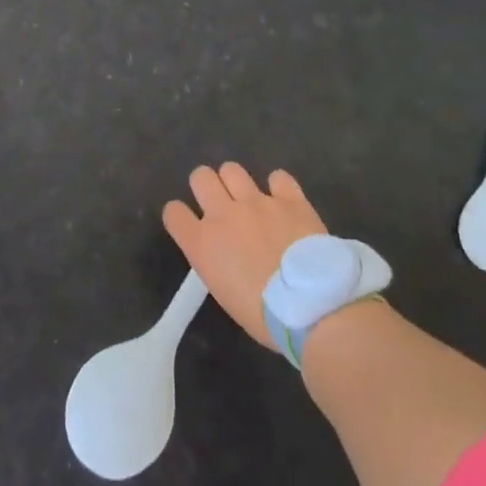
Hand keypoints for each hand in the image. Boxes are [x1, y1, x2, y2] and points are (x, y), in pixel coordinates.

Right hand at [163, 163, 325, 349]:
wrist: (312, 308)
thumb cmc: (264, 315)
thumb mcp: (224, 291)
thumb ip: (216, 261)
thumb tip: (225, 251)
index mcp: (202, 243)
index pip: (173, 212)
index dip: (180, 215)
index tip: (190, 224)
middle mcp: (223, 214)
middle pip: (200, 177)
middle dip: (207, 186)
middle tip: (221, 204)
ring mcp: (257, 202)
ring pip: (232, 169)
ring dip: (237, 183)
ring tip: (250, 200)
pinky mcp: (289, 200)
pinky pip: (278, 177)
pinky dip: (279, 188)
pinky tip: (284, 202)